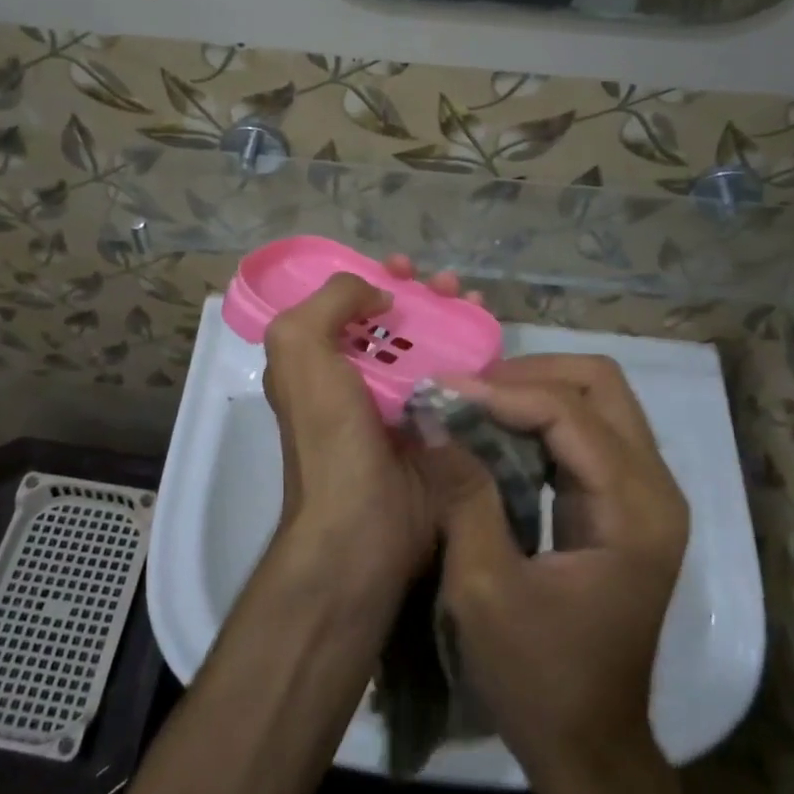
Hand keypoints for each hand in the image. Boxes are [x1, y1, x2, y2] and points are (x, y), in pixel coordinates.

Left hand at [260, 258, 476, 596]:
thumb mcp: (300, 349)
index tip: (402, 267)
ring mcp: (400, 404)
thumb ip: (329, 301)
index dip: (372, 278)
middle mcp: (357, 379)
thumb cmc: (329, 434)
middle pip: (393, 322)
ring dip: (452, 315)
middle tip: (447, 282)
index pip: (345, 305)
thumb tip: (377, 293)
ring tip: (473, 298)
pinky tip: (492, 337)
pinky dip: (476, 354)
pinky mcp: (439, 428)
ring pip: (430, 344)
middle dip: (420, 293)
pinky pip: (459, 379)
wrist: (364, 526)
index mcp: (318, 361)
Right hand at [417, 354, 689, 786]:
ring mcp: (646, 493)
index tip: (442, 390)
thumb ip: (464, 494)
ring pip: (596, 399)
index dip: (503, 392)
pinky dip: (540, 417)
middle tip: (467, 390)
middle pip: (601, 383)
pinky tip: (496, 431)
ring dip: (534, 390)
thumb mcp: (484, 588)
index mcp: (635, 511)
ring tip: (474, 403)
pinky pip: (588, 430)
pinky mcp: (626, 502)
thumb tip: (433, 417)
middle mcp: (655, 489)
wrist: (590, 748)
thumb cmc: (538, 679)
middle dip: (529, 374)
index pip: (570, 413)